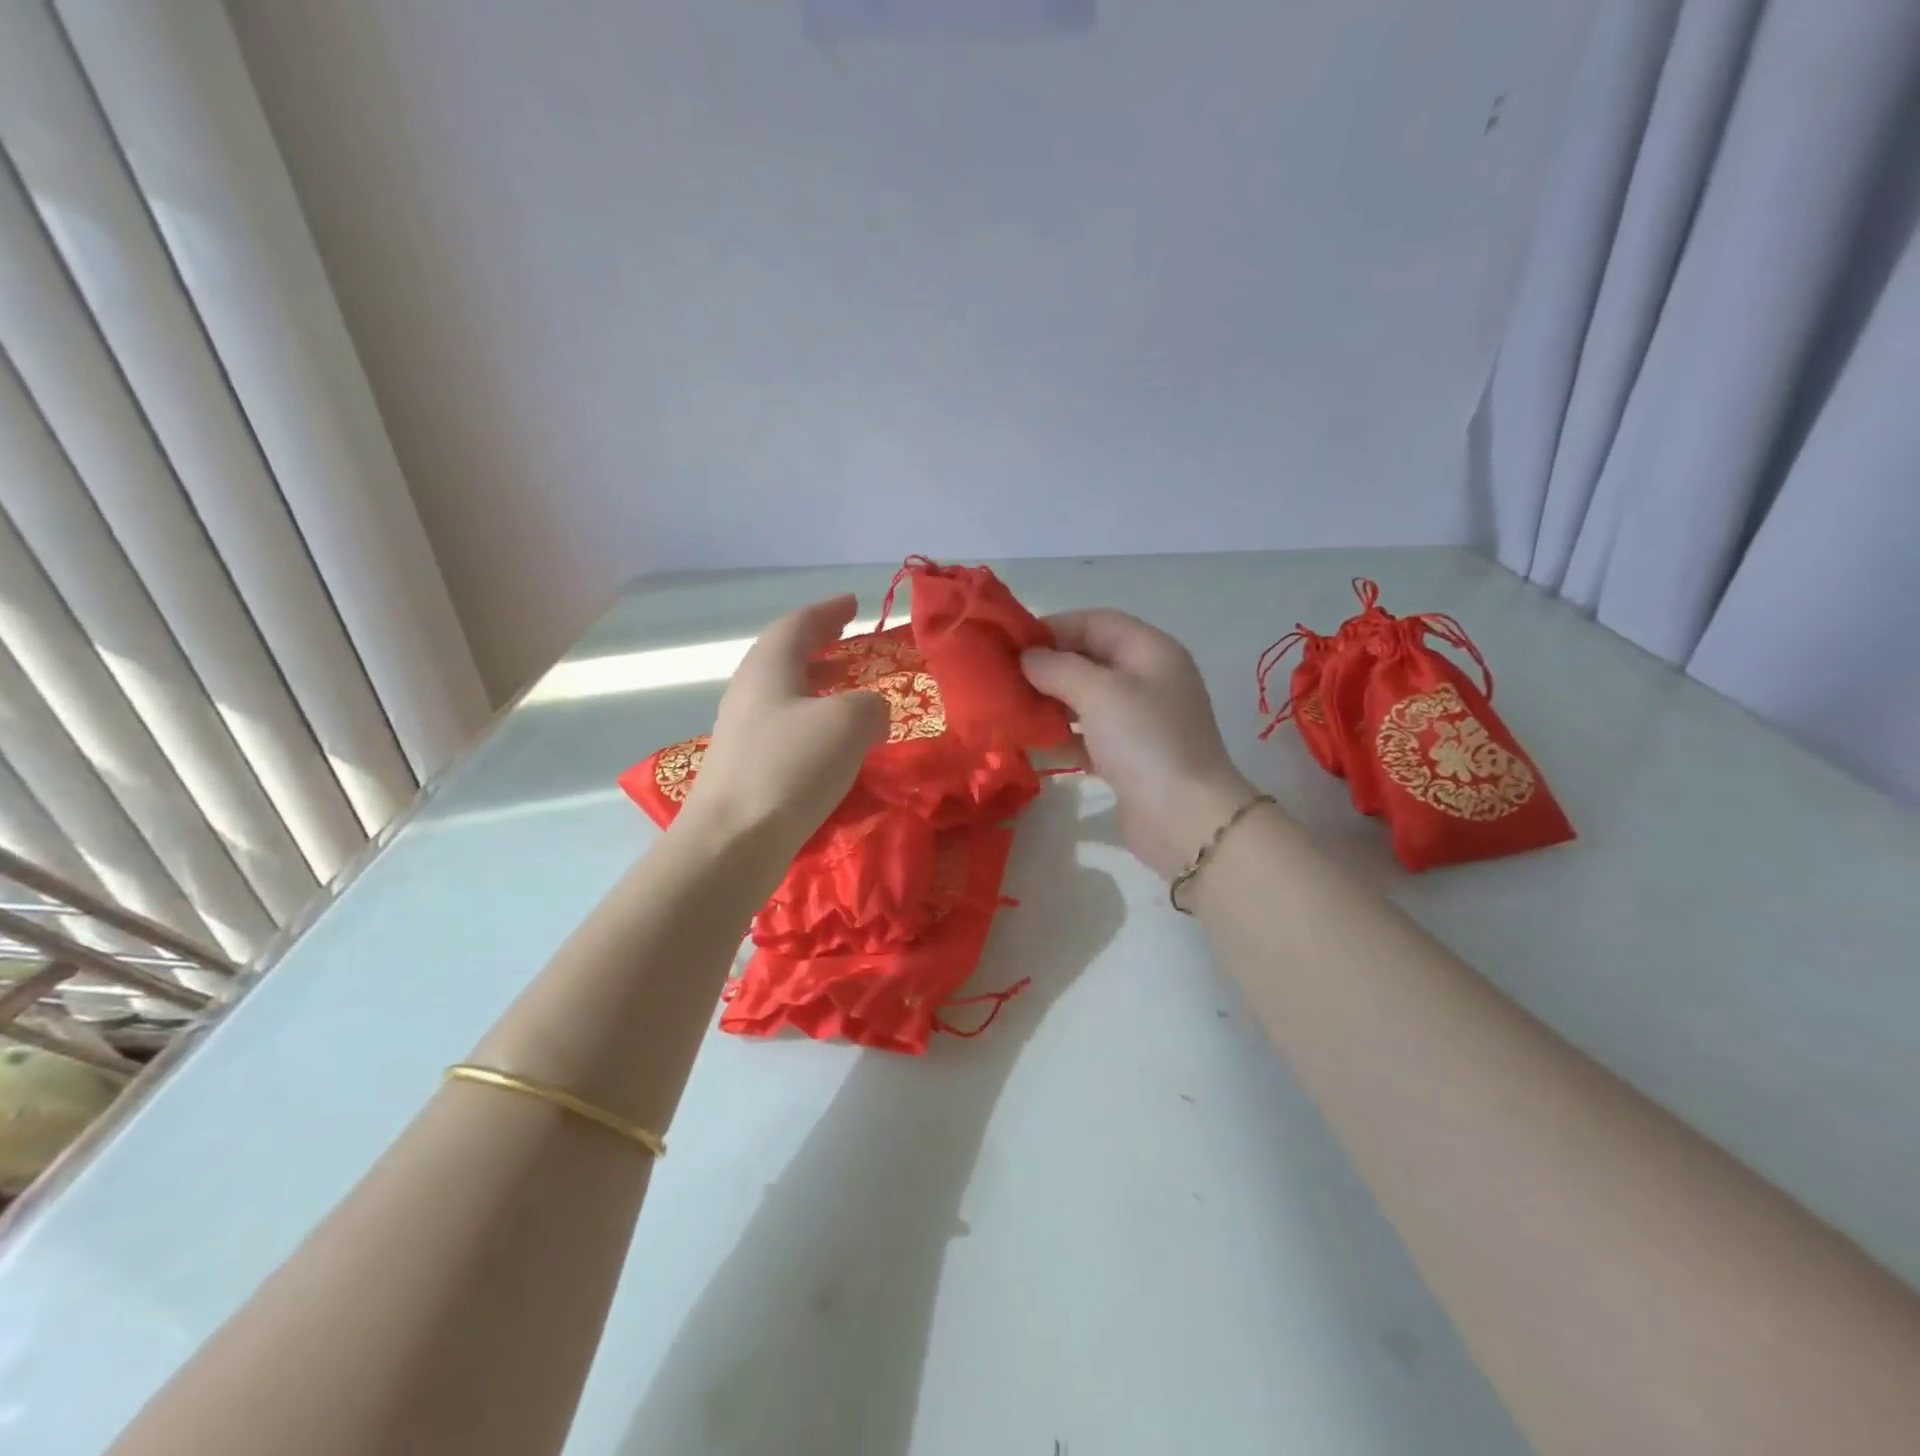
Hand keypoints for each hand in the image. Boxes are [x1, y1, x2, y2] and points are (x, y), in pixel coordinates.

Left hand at [676, 595, 887, 855]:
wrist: (733, 840)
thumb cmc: (790, 767)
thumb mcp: (848, 723)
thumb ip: (871, 707)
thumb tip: (872, 714)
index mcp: (769, 667)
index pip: (799, 624)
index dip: (829, 611)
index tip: (853, 604)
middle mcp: (750, 692)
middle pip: (786, 656)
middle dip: (821, 646)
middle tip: (850, 642)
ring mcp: (743, 732)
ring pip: (786, 694)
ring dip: (819, 686)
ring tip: (849, 691)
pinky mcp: (747, 768)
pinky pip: (787, 729)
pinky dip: (814, 723)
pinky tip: (835, 745)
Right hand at [1023, 609, 1261, 877]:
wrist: (1183, 817)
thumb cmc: (1144, 740)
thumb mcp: (1098, 692)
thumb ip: (1058, 667)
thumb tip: (1028, 658)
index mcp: (1151, 651)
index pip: (1097, 622)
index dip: (1055, 627)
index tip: (1013, 642)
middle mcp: (1148, 680)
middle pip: (1090, 660)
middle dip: (1049, 666)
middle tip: (1004, 677)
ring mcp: (1140, 720)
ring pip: (1087, 699)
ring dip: (1051, 702)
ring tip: (1011, 708)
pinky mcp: (1128, 757)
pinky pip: (1088, 736)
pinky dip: (1063, 736)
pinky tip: (1032, 743)